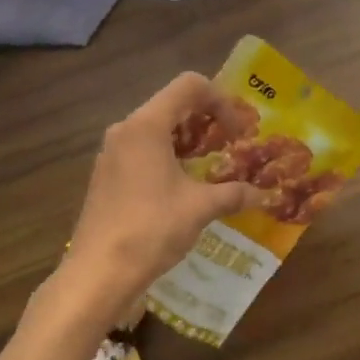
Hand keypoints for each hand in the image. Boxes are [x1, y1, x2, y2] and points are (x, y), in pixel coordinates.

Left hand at [55, 72, 263, 324]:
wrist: (98, 273)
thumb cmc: (151, 229)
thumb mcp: (199, 208)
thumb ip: (232, 194)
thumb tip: (262, 194)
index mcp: (147, 125)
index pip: (189, 85)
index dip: (220, 100)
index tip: (237, 132)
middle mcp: (126, 129)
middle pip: (172, 104)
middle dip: (206, 120)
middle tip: (230, 146)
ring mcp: (111, 152)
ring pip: (156, 128)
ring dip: (187, 140)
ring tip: (210, 167)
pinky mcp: (106, 175)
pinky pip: (141, 150)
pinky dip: (167, 156)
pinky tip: (182, 187)